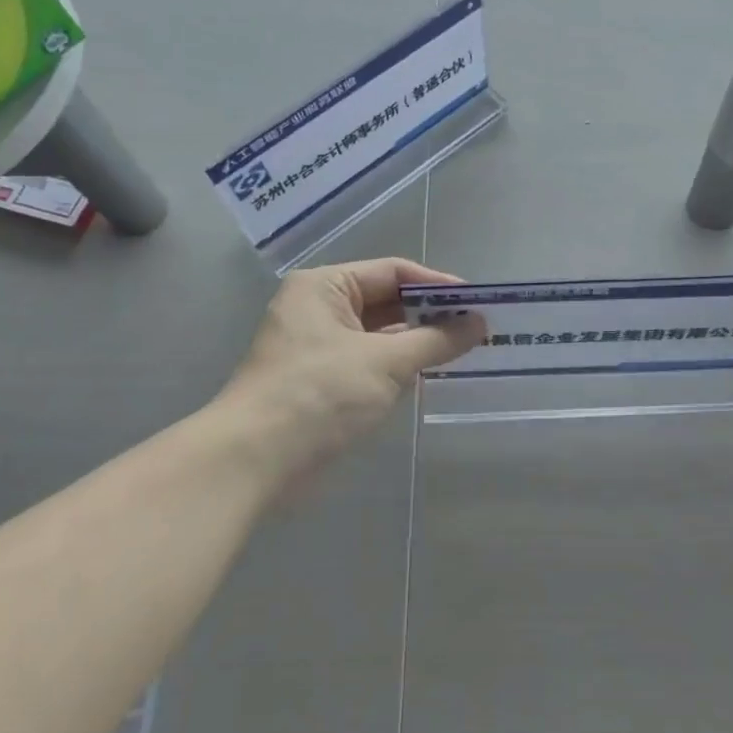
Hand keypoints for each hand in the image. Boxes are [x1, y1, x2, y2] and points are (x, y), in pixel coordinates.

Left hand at [223, 258, 481, 496]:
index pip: (392, 272)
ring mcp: (318, 346)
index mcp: (325, 287)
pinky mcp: (321, 381)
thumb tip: (478, 324)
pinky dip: (398, 366)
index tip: (478, 302)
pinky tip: (430, 374)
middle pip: (386, 301)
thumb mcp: (384, 362)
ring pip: (379, 334)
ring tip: (464, 350)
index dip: (437, 286)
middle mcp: (319, 308)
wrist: (253, 461)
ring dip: (417, 342)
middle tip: (477, 328)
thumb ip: (435, 340)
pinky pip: (369, 361)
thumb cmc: (319, 394)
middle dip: (430, 315)